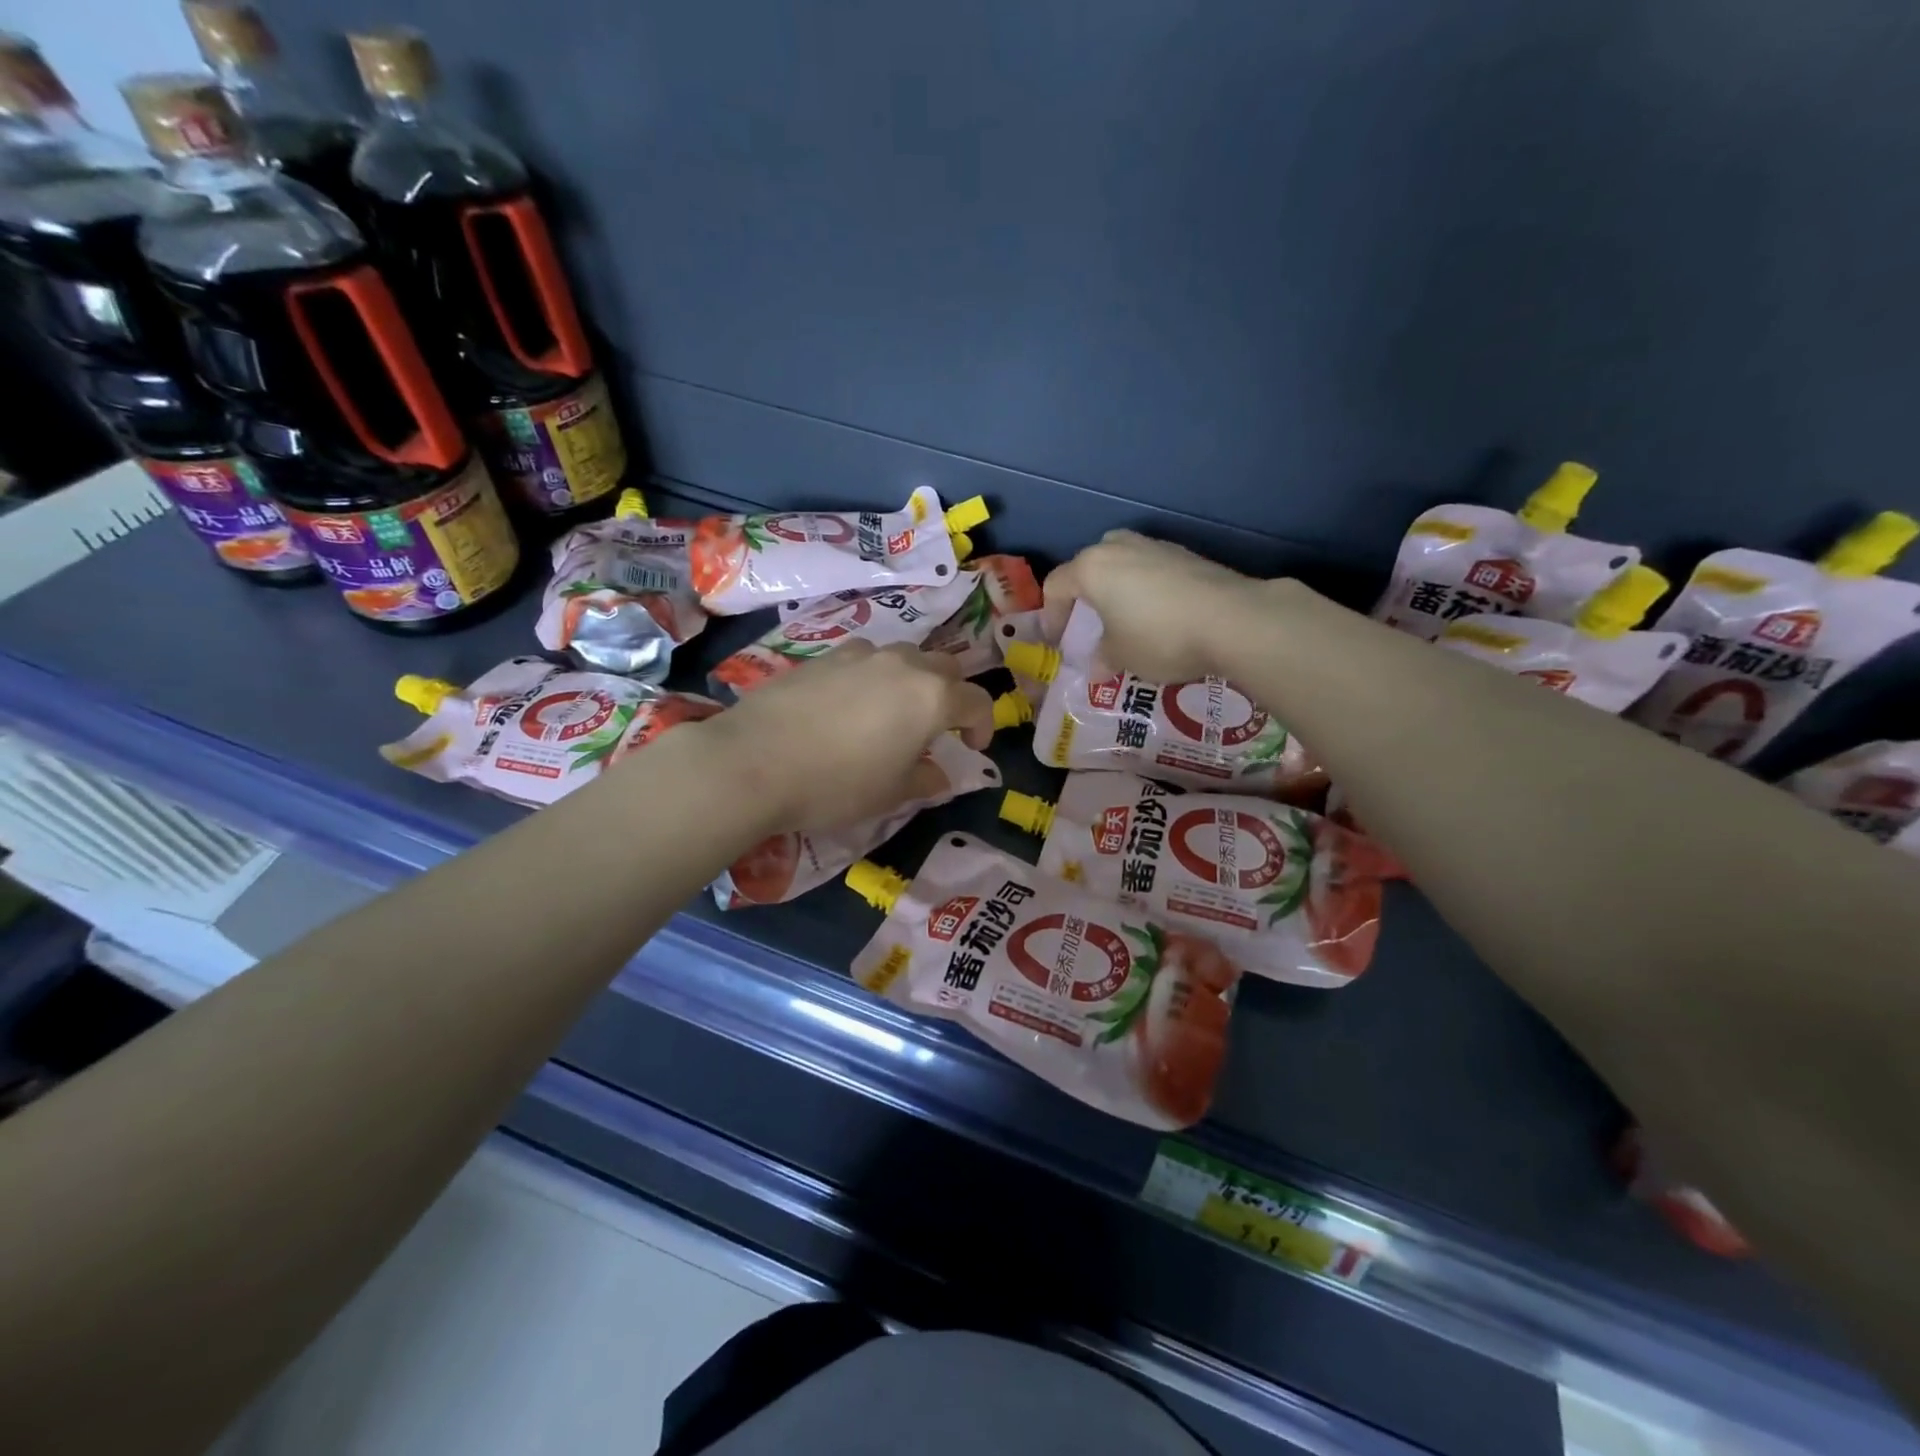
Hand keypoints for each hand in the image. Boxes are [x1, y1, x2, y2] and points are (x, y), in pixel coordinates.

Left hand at [690, 643, 995, 832]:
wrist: (754, 761)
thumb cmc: (836, 784)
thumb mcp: (890, 794)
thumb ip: (925, 780)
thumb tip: (940, 776)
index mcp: (932, 696)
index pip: (977, 701)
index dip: (983, 726)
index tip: (971, 749)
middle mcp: (902, 664)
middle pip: (945, 668)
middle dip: (951, 694)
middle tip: (937, 728)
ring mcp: (860, 654)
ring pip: (904, 656)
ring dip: (912, 679)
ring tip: (892, 712)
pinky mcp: (824, 655)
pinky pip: (864, 658)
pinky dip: (873, 675)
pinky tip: (850, 703)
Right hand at [1044, 530, 1268, 682]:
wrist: (1232, 619)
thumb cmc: (1159, 637)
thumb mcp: (1121, 657)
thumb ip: (1102, 659)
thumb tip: (1096, 670)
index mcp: (1091, 568)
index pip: (1056, 586)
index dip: (1051, 616)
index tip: (1059, 642)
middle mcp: (1119, 547)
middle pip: (1088, 565)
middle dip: (1084, 594)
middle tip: (1090, 623)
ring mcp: (1156, 546)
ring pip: (1123, 562)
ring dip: (1117, 587)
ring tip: (1125, 618)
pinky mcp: (1186, 555)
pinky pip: (1152, 569)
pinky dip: (1146, 588)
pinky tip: (1159, 615)